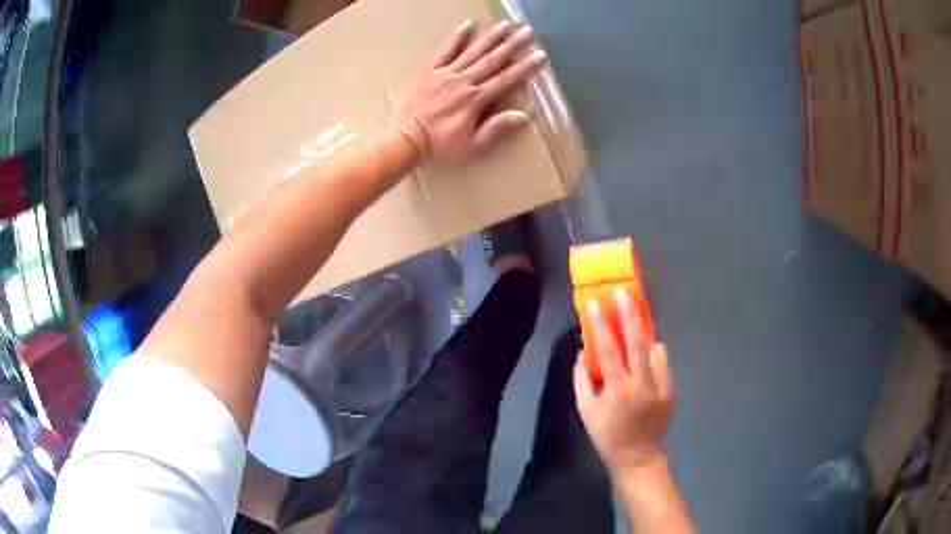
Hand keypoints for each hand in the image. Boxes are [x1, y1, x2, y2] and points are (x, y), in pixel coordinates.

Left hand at [388, 20, 547, 161]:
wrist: (405, 138)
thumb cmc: (439, 144)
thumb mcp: (472, 145)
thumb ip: (496, 129)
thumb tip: (522, 115)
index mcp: (476, 99)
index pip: (506, 79)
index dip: (525, 67)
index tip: (540, 55)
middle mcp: (464, 81)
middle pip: (493, 60)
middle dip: (512, 45)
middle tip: (528, 31)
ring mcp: (445, 73)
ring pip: (472, 51)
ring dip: (490, 37)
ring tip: (505, 24)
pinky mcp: (429, 70)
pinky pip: (444, 50)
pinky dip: (456, 37)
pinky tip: (468, 25)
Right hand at [574, 288, 673, 473]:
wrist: (638, 456)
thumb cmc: (606, 435)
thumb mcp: (586, 411)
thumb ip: (581, 379)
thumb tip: (582, 352)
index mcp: (617, 390)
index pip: (608, 350)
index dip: (601, 325)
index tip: (595, 303)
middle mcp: (642, 384)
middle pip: (638, 342)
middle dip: (630, 314)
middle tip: (624, 293)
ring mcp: (660, 386)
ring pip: (656, 349)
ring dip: (644, 337)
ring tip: (635, 331)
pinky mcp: (670, 389)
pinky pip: (663, 362)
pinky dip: (653, 354)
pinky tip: (645, 357)